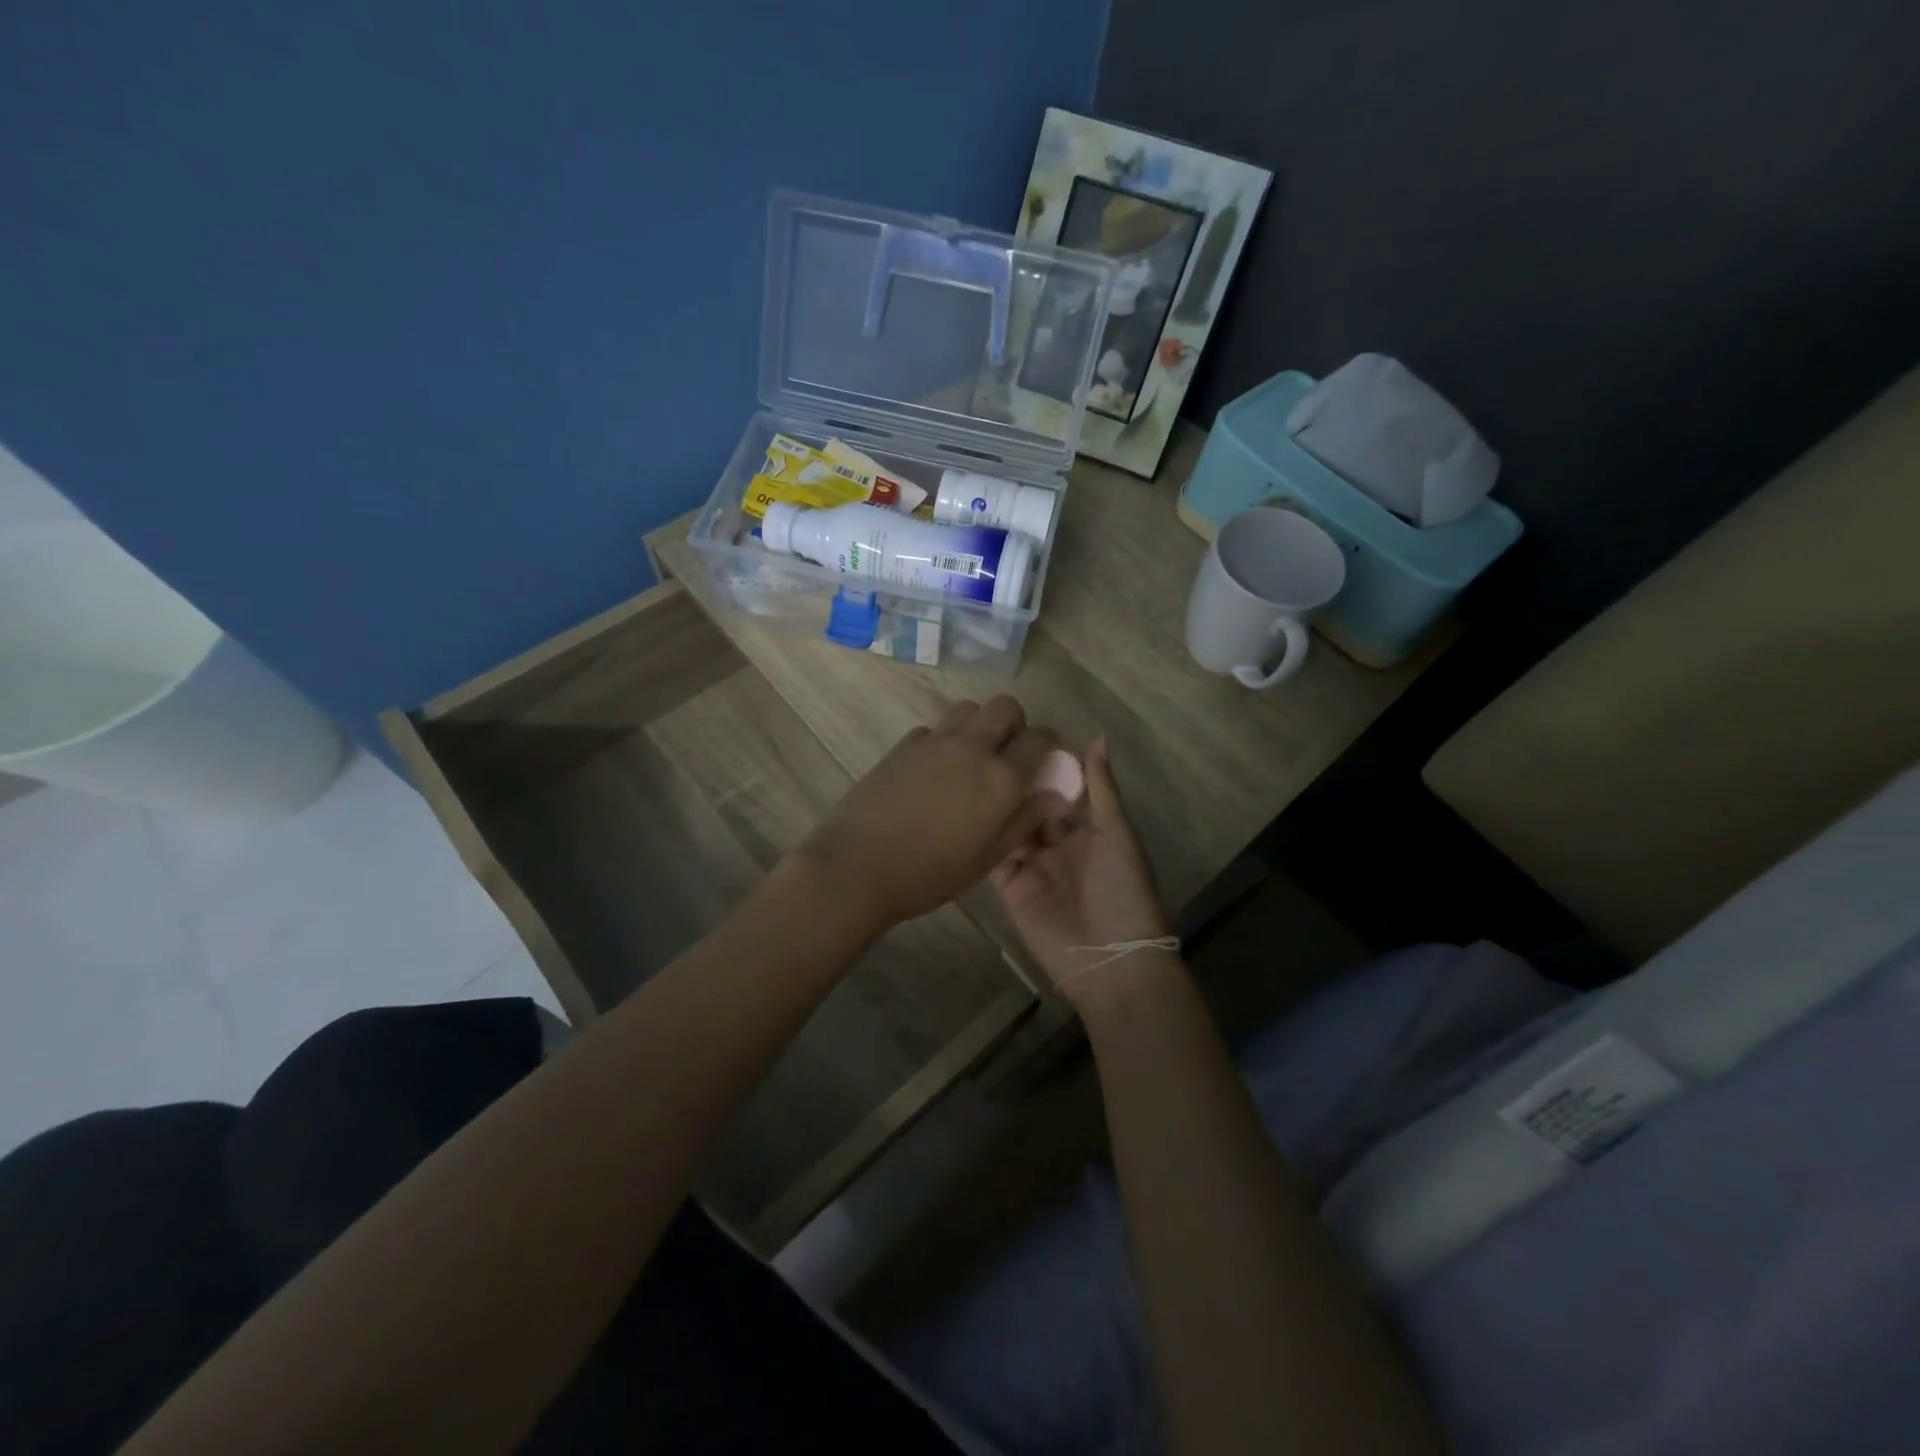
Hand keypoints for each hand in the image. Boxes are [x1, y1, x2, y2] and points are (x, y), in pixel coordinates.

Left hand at [799, 696, 1060, 930]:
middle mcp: (972, 748)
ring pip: (968, 709)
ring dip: (979, 725)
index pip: (1040, 738)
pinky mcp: (902, 745)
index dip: (1051, 744)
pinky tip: (934, 770)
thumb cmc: (929, 873)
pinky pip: (934, 729)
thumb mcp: (987, 858)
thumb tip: (1053, 796)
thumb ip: (1023, 821)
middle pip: (1005, 706)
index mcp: (1000, 777)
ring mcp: (934, 742)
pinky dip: (943, 740)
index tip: (1047, 760)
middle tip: (1008, 754)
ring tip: (972, 758)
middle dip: (1015, 724)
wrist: (858, 866)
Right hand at [991, 737, 1171, 1005]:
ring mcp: (1032, 866)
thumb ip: (1102, 789)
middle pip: (1032, 807)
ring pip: (1010, 828)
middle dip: (1017, 784)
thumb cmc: (1123, 891)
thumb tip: (1097, 737)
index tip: (1022, 735)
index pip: (1062, 789)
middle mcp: (1058, 844)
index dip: (1046, 766)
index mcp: (1088, 829)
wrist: (1110, 960)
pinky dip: (984, 840)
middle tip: (989, 751)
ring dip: (997, 807)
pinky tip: (964, 813)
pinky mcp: (1011, 889)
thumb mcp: (1117, 835)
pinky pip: (994, 859)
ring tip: (972, 773)